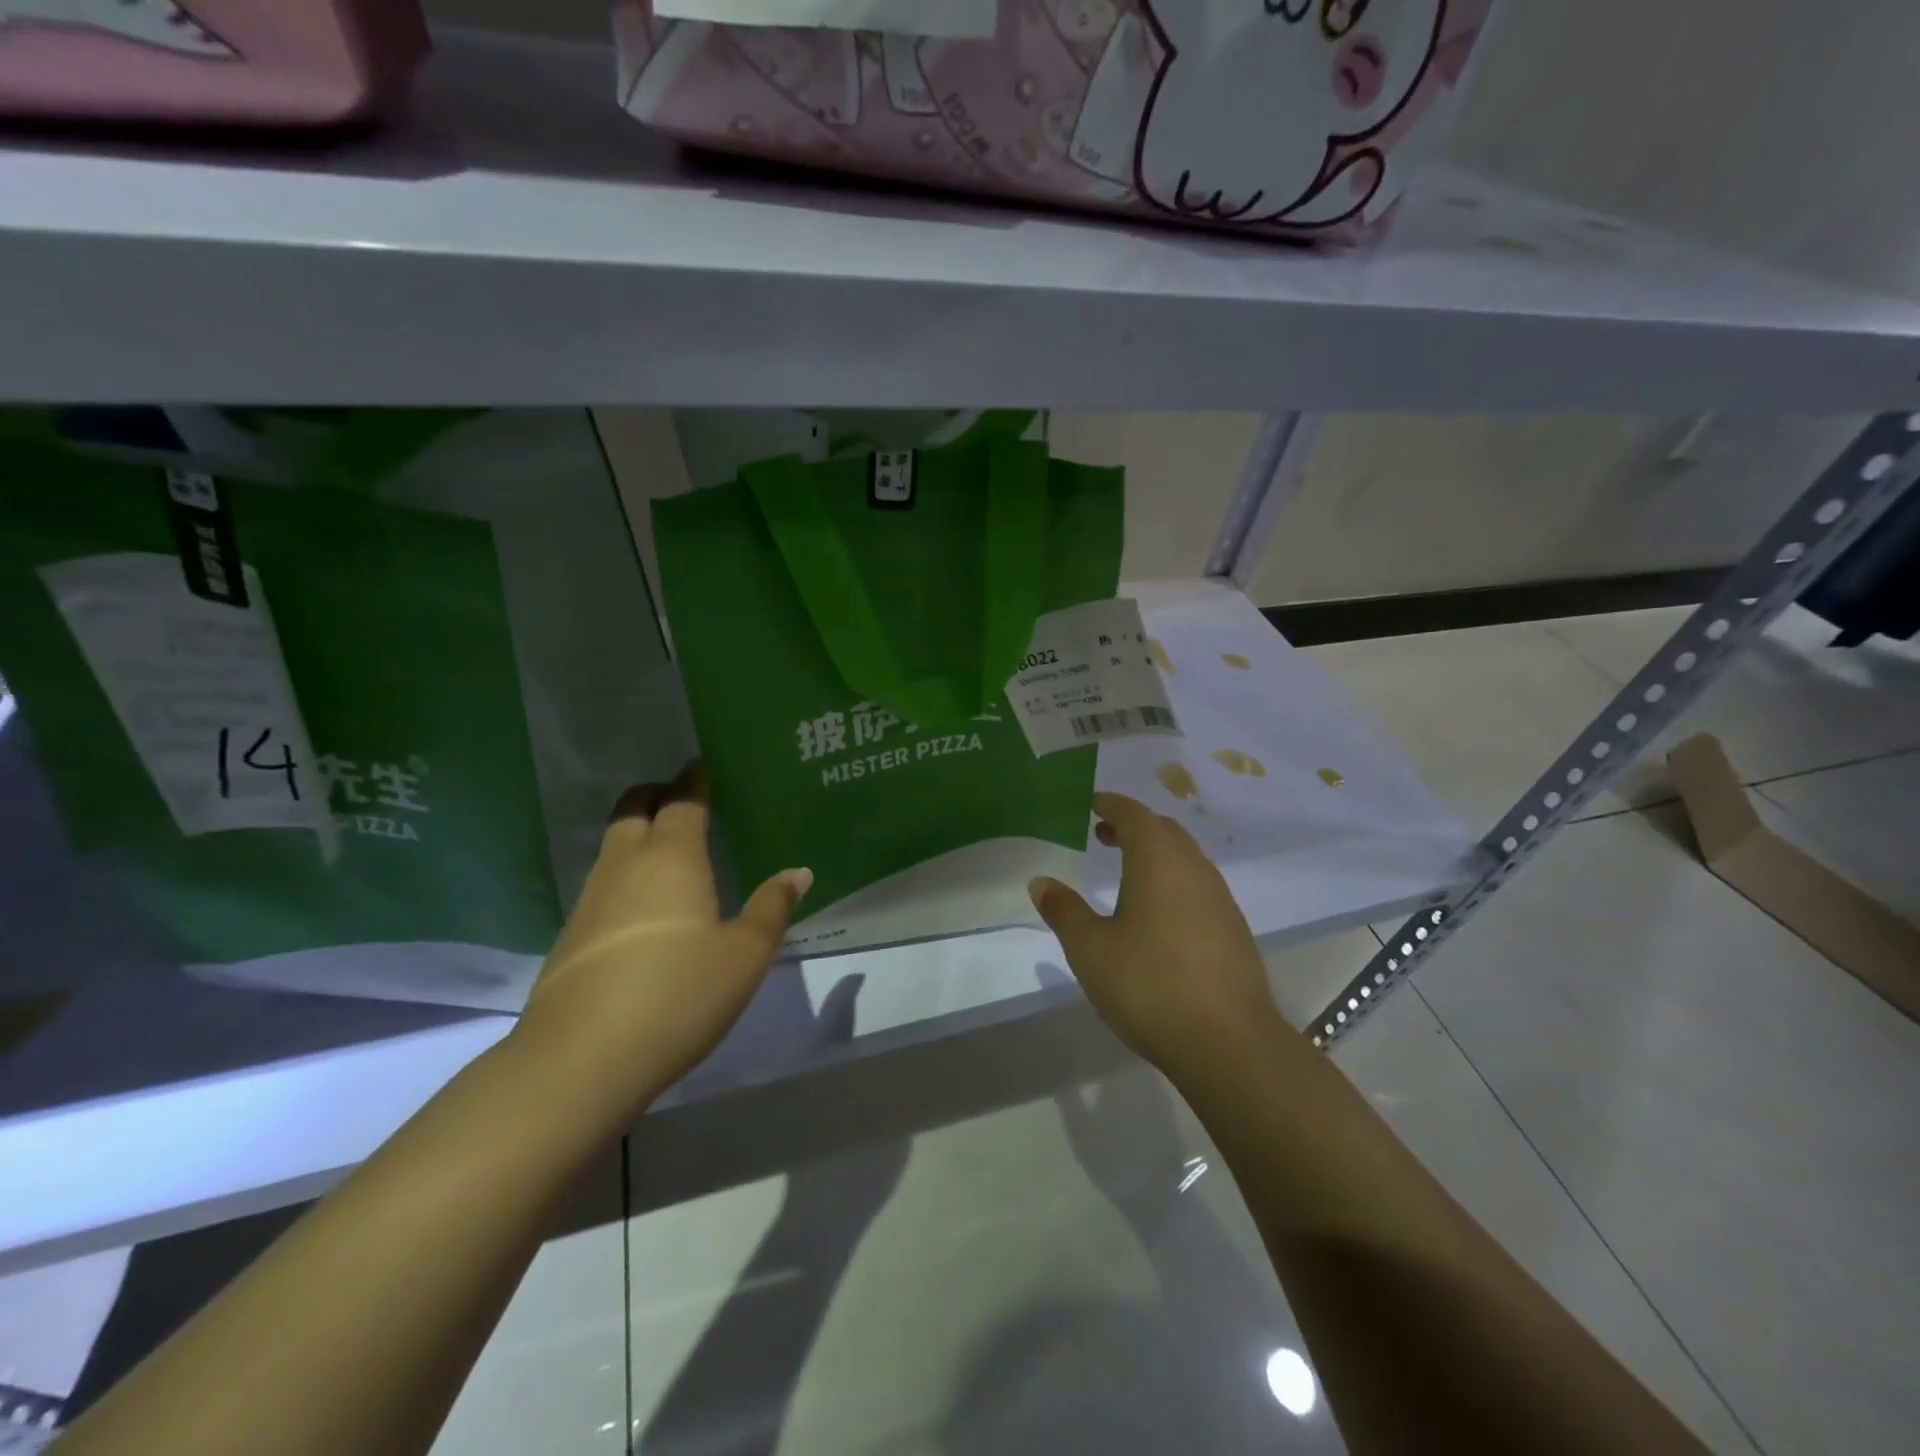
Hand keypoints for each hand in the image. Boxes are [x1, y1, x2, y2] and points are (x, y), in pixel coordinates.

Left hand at [515, 761, 811, 1114]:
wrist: (580, 1061)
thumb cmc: (678, 995)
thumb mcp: (744, 956)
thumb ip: (771, 909)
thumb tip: (798, 872)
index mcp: (672, 858)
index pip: (682, 800)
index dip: (694, 779)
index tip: (703, 765)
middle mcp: (626, 865)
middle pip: (634, 809)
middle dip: (658, 794)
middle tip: (686, 799)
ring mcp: (591, 900)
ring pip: (615, 846)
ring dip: (640, 834)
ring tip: (673, 850)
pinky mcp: (573, 936)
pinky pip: (605, 883)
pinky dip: (628, 874)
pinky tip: (647, 907)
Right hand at [1029, 792, 1292, 1076]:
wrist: (1228, 1043)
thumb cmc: (1149, 984)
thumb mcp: (1091, 949)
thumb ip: (1064, 910)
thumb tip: (1041, 882)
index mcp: (1159, 860)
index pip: (1134, 814)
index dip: (1111, 805)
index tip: (1092, 805)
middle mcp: (1194, 869)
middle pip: (1164, 831)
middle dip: (1133, 826)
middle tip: (1103, 835)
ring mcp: (1220, 899)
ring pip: (1185, 859)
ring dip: (1155, 854)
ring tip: (1126, 873)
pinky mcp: (1233, 930)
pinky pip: (1198, 887)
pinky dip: (1173, 882)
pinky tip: (1158, 915)